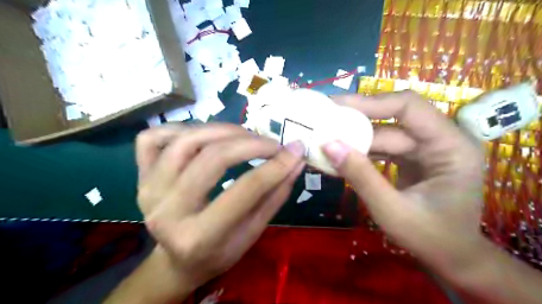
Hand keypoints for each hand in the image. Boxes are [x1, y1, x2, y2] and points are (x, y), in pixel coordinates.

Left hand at [136, 123, 303, 289]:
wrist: (178, 259)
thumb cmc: (220, 252)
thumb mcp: (253, 233)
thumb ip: (275, 196)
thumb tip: (295, 161)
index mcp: (198, 237)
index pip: (245, 190)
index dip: (275, 166)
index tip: (295, 150)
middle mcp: (167, 211)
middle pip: (213, 158)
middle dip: (251, 144)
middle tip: (272, 144)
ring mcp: (149, 190)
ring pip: (186, 140)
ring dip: (222, 130)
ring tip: (245, 136)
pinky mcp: (140, 176)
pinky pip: (153, 137)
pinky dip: (181, 128)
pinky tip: (203, 136)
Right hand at [323, 91, 484, 279]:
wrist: (451, 258)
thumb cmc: (431, 239)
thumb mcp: (391, 211)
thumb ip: (360, 176)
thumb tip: (328, 145)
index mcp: (451, 145)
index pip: (408, 107)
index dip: (370, 103)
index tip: (336, 106)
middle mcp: (441, 139)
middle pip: (392, 119)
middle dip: (356, 122)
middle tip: (322, 120)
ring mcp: (426, 148)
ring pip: (384, 133)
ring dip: (355, 138)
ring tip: (324, 138)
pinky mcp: (413, 158)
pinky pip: (383, 148)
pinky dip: (361, 152)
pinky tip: (340, 156)